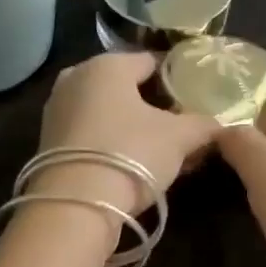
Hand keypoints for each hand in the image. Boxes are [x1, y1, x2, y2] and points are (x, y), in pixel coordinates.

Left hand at [28, 52, 220, 218]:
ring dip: (129, 127)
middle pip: (124, 87)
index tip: (194, 97)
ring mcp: (56, 112)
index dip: (176, 78)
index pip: (150, 61)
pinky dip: (108, 144)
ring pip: (104, 112)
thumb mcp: (179, 138)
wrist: (75, 205)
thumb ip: (202, 124)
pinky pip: (88, 135)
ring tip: (156, 150)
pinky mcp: (46, 144)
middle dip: (150, 105)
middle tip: (177, 127)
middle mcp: (74, 79)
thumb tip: (219, 124)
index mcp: (107, 65)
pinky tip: (127, 164)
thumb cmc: (131, 154)